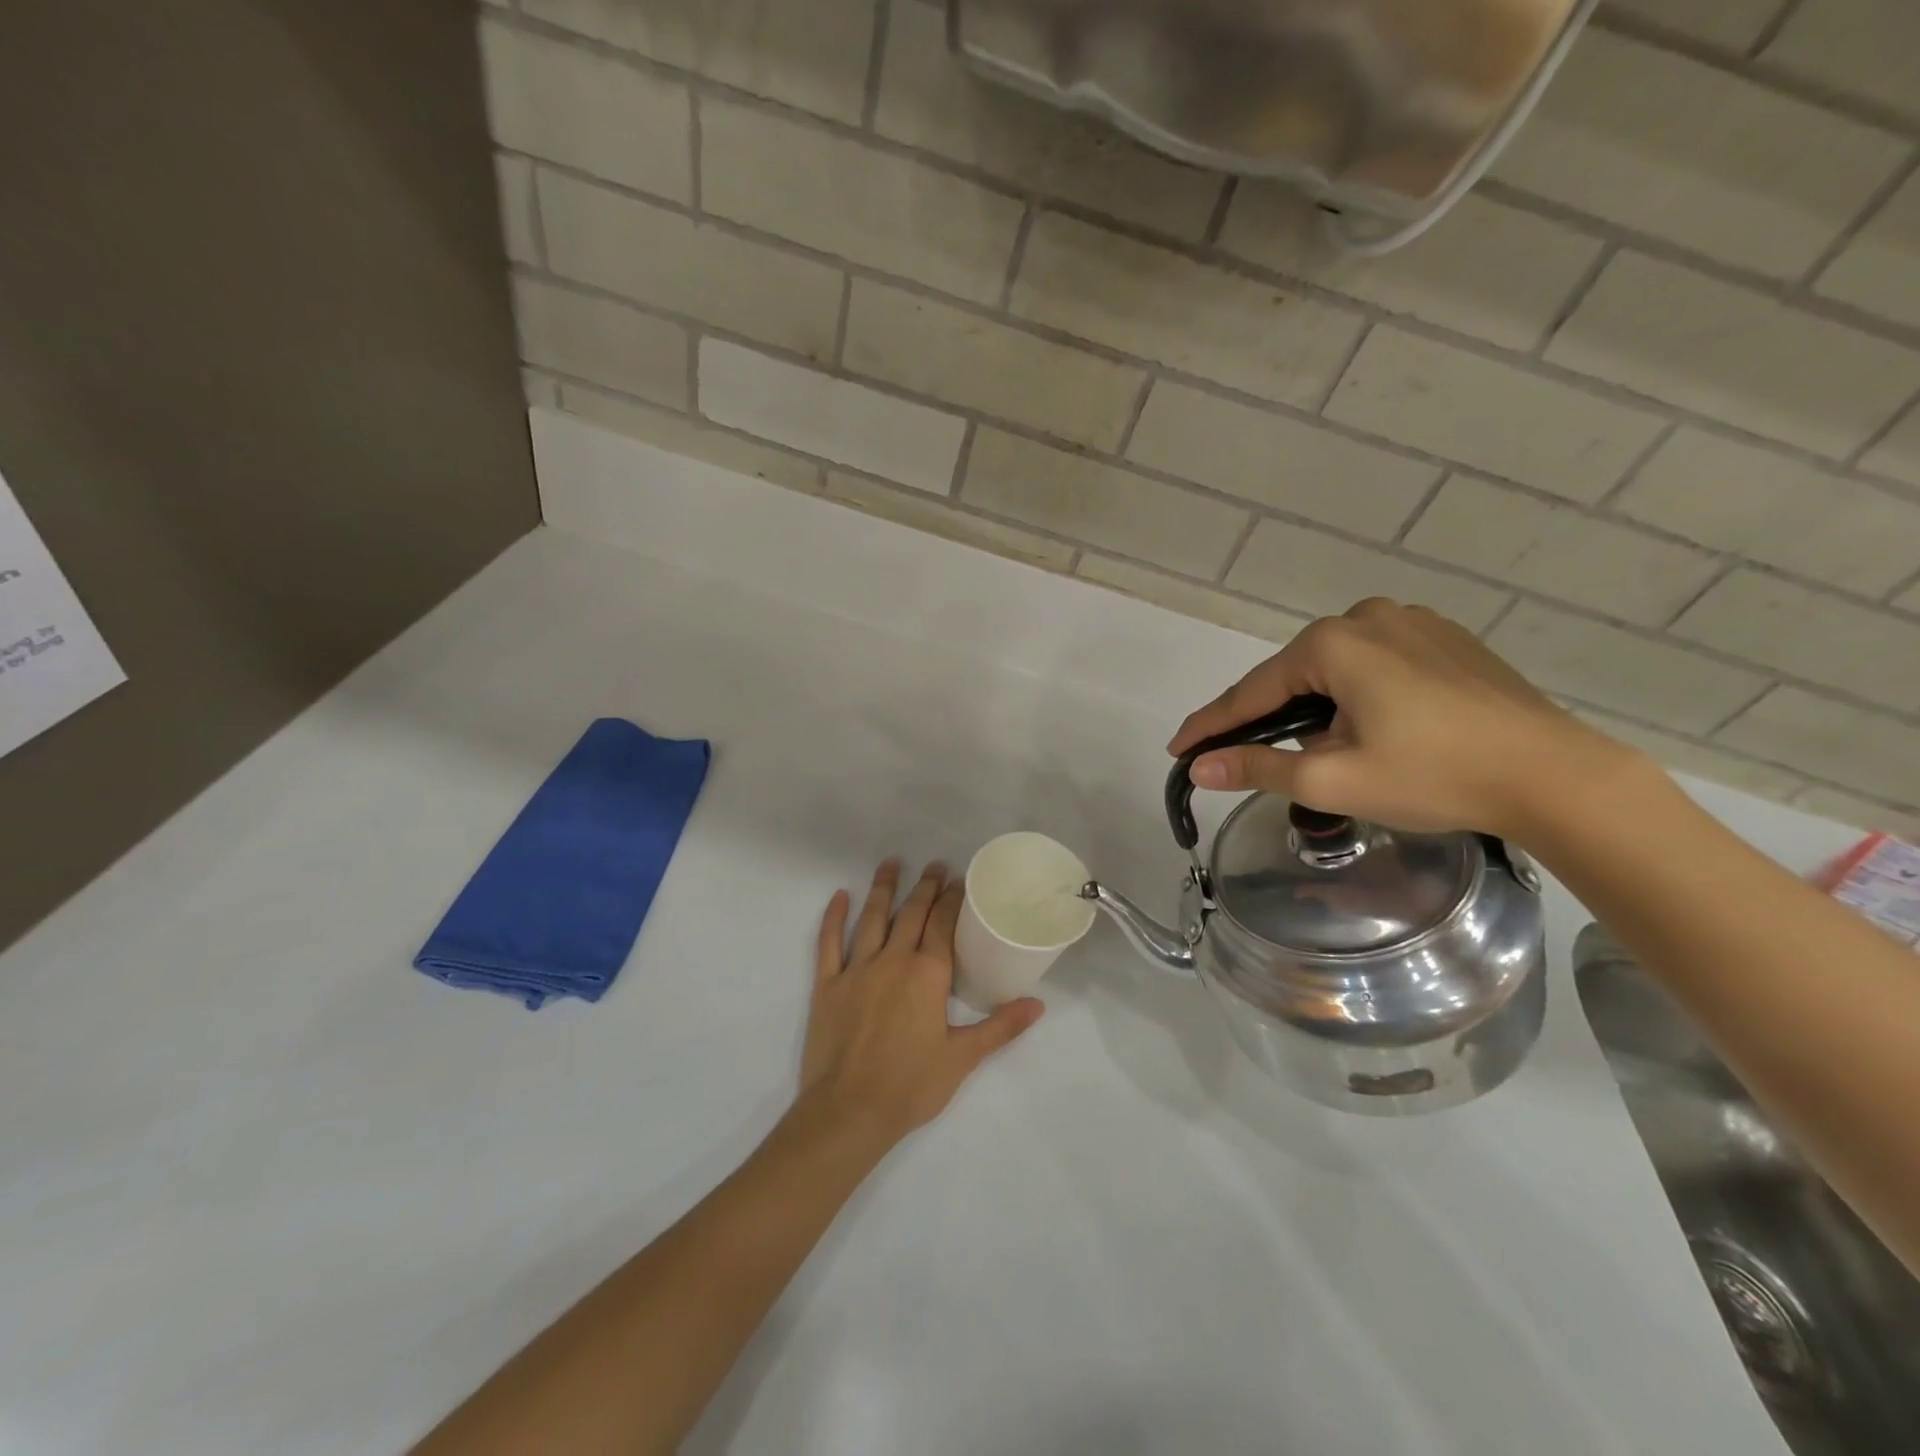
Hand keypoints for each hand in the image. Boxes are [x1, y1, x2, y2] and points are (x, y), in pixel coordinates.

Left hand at [794, 860, 1043, 1150]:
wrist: (848, 1112)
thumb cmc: (910, 1086)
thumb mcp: (963, 1058)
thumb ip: (1001, 1027)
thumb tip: (1038, 1004)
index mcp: (927, 974)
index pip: (942, 924)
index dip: (951, 899)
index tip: (959, 879)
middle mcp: (892, 960)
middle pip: (911, 914)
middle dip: (925, 887)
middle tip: (934, 865)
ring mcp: (856, 970)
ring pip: (872, 918)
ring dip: (882, 889)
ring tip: (891, 863)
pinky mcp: (827, 985)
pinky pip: (829, 943)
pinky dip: (834, 917)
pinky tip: (839, 896)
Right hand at [1168, 599, 1638, 840]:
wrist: (1555, 776)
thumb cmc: (1433, 775)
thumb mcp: (1332, 778)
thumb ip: (1257, 767)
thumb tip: (1200, 768)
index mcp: (1333, 644)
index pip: (1251, 691)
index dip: (1211, 725)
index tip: (1178, 749)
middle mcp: (1367, 617)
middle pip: (1293, 676)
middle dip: (1269, 717)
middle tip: (1249, 758)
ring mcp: (1412, 622)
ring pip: (1335, 670)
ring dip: (1315, 708)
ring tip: (1324, 751)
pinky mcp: (1445, 639)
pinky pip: (1375, 665)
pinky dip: (1355, 695)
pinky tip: (1373, 727)